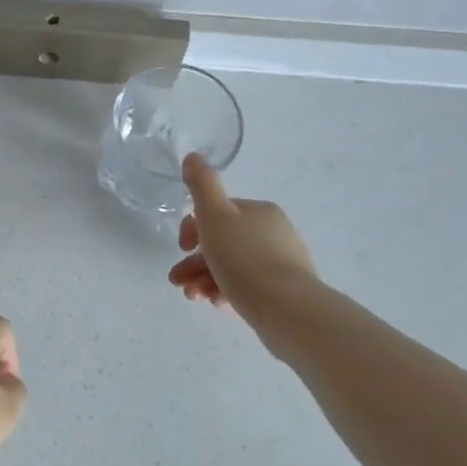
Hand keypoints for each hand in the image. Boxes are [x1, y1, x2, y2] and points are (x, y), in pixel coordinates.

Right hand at [168, 154, 318, 331]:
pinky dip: (226, 292)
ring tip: (194, 298)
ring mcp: (282, 263)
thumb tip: (193, 156)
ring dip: (205, 279)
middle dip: (195, 261)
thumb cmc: (244, 259)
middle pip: (222, 242)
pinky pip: (247, 286)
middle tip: (178, 281)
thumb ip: (202, 185)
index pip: (217, 213)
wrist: (288, 309)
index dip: (192, 228)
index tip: (182, 248)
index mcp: (259, 211)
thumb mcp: (216, 216)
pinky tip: (217, 304)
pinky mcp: (284, 291)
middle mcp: (274, 232)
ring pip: (232, 266)